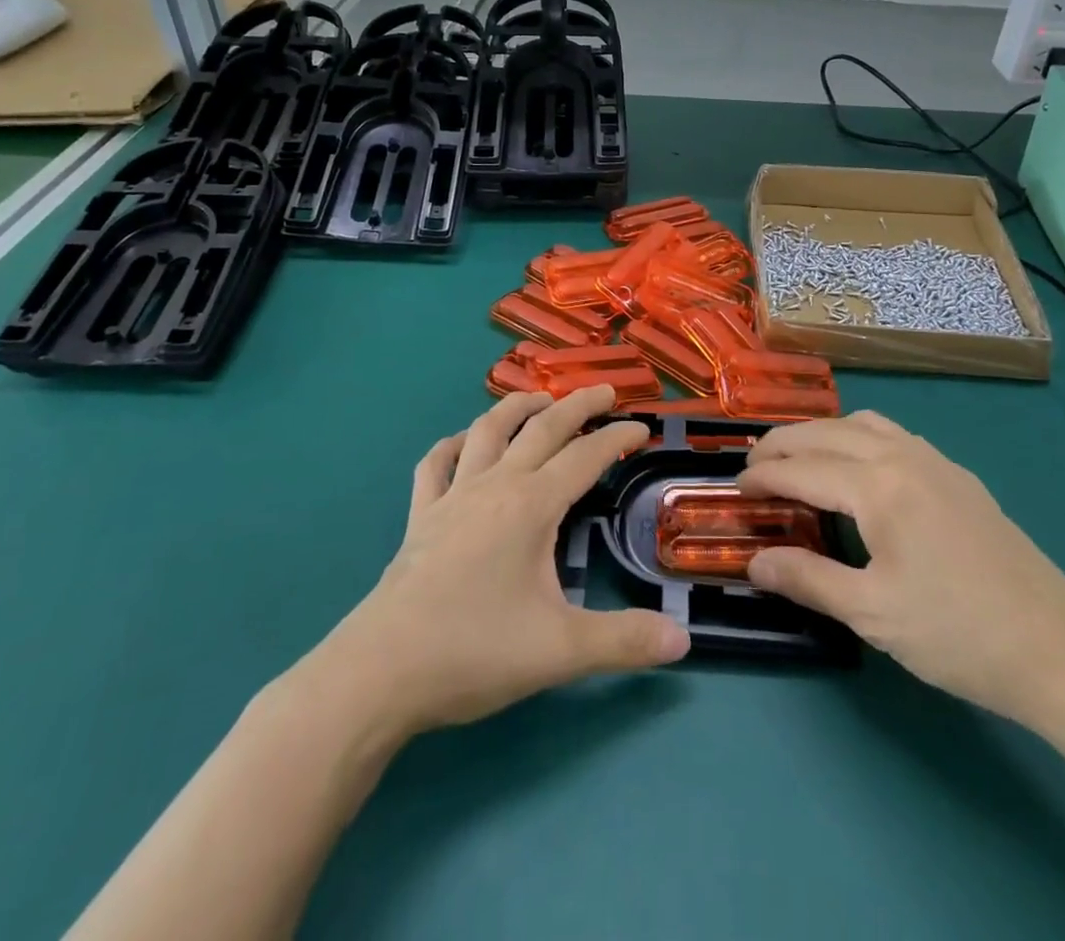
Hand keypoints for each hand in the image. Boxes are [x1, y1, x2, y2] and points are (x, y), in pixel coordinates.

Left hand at [314, 387, 689, 739]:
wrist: (380, 672)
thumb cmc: (475, 651)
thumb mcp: (562, 651)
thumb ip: (625, 640)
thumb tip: (684, 639)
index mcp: (532, 505)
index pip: (585, 457)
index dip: (617, 439)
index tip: (642, 430)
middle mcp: (494, 486)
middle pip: (542, 428)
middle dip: (577, 405)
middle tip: (605, 392)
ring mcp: (452, 497)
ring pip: (487, 431)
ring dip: (516, 407)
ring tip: (539, 398)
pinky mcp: (420, 517)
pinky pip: (435, 465)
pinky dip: (453, 445)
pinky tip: (462, 443)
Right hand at [738, 411, 1064, 722]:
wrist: (1058, 649)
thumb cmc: (957, 634)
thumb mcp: (872, 613)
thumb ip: (807, 579)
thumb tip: (754, 562)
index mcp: (879, 485)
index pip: (803, 468)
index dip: (764, 476)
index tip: (735, 487)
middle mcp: (904, 455)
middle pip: (827, 432)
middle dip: (784, 444)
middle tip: (754, 467)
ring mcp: (936, 461)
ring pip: (863, 424)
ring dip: (822, 434)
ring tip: (798, 459)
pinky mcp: (958, 477)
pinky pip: (894, 435)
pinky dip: (857, 437)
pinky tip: (857, 469)